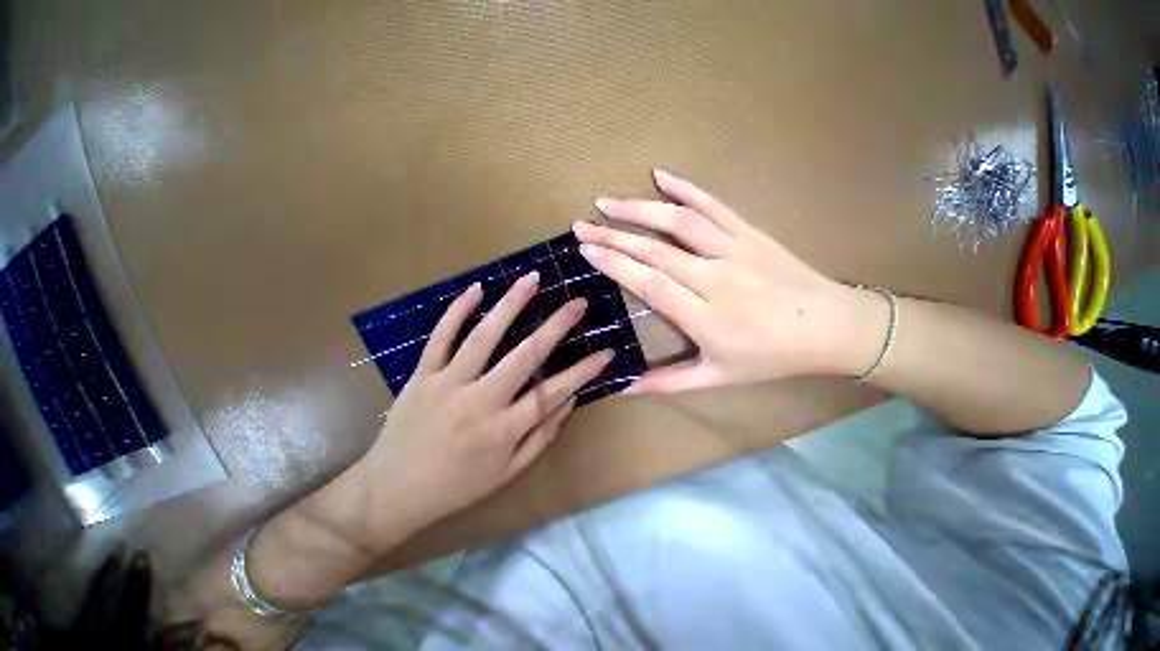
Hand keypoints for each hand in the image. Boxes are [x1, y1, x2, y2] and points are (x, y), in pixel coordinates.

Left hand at [337, 274, 613, 550]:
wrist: (396, 487)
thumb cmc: (455, 487)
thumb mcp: (505, 474)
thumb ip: (539, 438)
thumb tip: (568, 403)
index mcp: (503, 431)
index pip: (553, 392)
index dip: (583, 371)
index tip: (605, 351)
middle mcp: (479, 401)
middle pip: (525, 356)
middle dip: (557, 326)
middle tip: (579, 302)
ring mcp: (447, 383)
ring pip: (484, 336)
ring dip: (511, 304)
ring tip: (533, 278)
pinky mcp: (421, 374)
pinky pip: (441, 337)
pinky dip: (458, 311)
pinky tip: (477, 289)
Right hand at [573, 170, 886, 392]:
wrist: (827, 327)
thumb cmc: (773, 357)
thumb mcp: (720, 378)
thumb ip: (669, 382)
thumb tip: (623, 387)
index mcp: (708, 319)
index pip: (651, 284)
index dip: (615, 264)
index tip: (585, 250)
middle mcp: (717, 279)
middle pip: (656, 250)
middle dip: (614, 235)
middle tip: (580, 224)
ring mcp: (735, 250)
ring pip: (680, 222)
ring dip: (640, 208)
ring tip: (607, 202)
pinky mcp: (750, 232)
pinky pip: (714, 205)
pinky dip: (686, 188)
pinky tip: (660, 175)